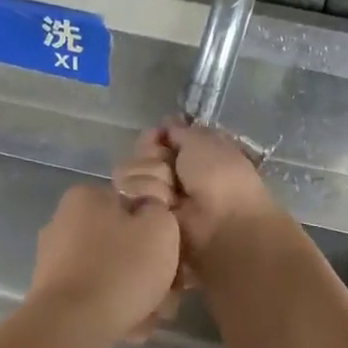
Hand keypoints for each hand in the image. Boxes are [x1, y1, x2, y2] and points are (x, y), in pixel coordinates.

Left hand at [27, 184, 181, 345]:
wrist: (72, 327)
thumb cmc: (121, 269)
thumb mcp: (161, 228)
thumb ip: (161, 213)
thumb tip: (152, 216)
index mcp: (85, 198)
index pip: (135, 207)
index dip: (161, 233)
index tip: (176, 258)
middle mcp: (64, 223)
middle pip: (124, 243)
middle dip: (150, 269)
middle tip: (170, 292)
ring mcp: (55, 262)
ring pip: (112, 273)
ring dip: (137, 293)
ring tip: (154, 316)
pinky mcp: (54, 296)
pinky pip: (95, 297)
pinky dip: (115, 309)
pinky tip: (132, 328)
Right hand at [114, 122, 281, 266]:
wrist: (220, 223)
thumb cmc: (221, 177)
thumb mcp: (206, 142)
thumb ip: (181, 131)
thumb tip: (166, 124)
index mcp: (190, 155)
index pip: (156, 138)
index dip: (156, 135)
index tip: (159, 136)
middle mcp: (171, 174)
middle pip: (140, 153)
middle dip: (152, 157)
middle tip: (171, 171)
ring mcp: (155, 196)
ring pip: (129, 170)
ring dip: (151, 176)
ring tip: (172, 194)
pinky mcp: (142, 216)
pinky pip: (126, 193)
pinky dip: (146, 194)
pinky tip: (162, 204)